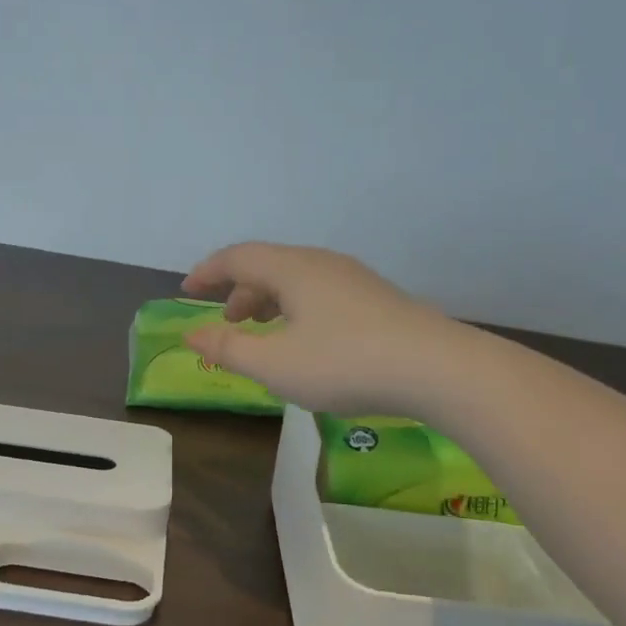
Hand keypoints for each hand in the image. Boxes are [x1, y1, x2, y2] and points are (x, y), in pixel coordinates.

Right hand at [180, 243, 454, 416]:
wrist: (438, 368)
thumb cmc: (345, 363)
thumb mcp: (275, 364)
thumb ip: (228, 348)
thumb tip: (190, 333)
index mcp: (291, 269)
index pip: (237, 257)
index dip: (207, 272)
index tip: (187, 290)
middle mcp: (320, 263)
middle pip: (267, 265)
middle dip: (239, 290)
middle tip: (227, 321)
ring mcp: (352, 278)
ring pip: (296, 279)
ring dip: (269, 300)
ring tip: (262, 331)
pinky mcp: (375, 298)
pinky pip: (319, 292)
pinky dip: (296, 308)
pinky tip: (305, 339)